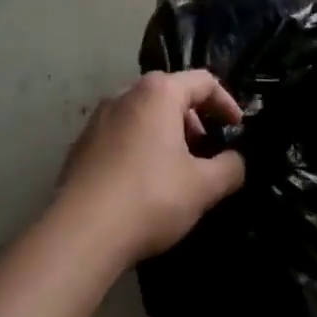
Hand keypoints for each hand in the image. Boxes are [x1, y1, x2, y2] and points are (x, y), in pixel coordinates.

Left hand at [54, 70, 247, 262]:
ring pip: (143, 116)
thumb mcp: (204, 186)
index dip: (227, 103)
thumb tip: (236, 161)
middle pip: (170, 94)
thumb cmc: (150, 198)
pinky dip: (140, 148)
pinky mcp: (79, 146)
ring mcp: (97, 120)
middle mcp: (124, 95)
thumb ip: (230, 167)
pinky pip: (120, 136)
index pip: (203, 82)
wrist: (80, 234)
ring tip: (178, 170)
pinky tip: (144, 184)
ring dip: (166, 135)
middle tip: (207, 152)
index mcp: (157, 93)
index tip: (237, 129)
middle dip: (194, 120)